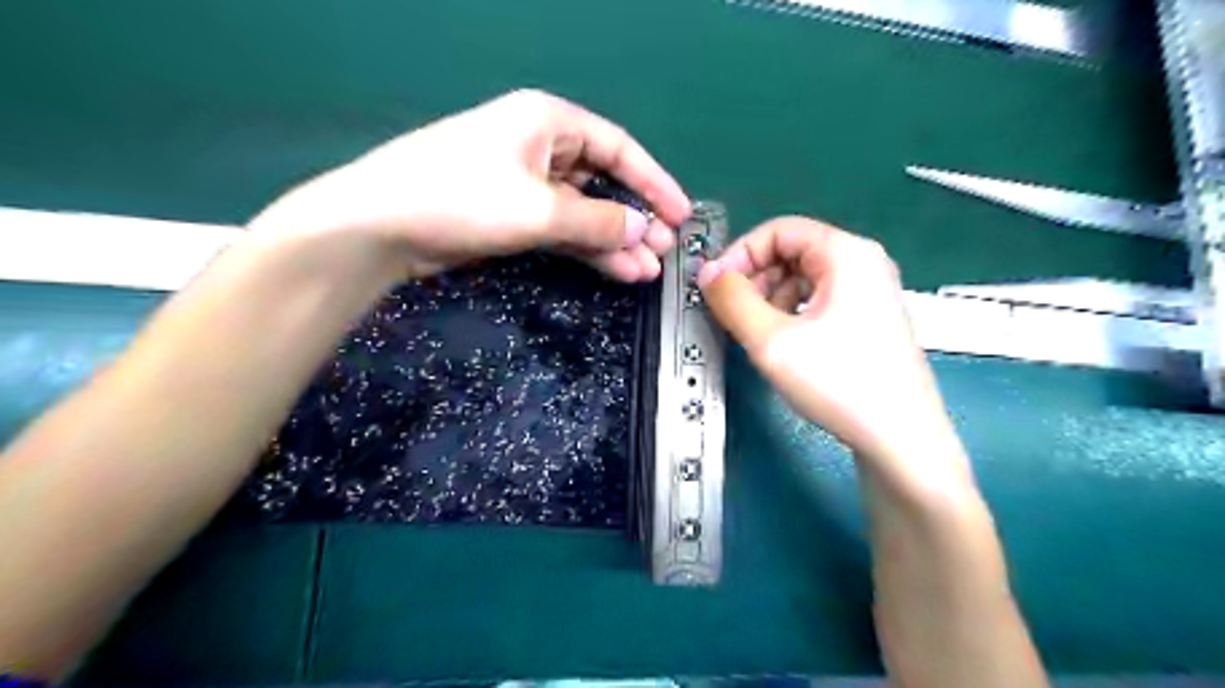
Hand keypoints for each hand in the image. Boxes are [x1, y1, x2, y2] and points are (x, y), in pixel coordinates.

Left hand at [249, 87, 686, 280]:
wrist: (382, 227)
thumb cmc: (462, 197)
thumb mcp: (539, 208)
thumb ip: (597, 220)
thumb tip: (643, 230)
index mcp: (550, 122)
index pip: (619, 149)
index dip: (655, 182)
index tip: (681, 215)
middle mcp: (542, 147)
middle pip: (604, 181)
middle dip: (635, 218)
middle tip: (664, 252)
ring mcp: (527, 183)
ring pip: (584, 211)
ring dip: (614, 240)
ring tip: (645, 270)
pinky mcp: (513, 214)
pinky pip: (563, 228)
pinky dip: (587, 248)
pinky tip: (614, 269)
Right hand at [699, 217, 965, 479]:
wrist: (900, 440)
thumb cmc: (839, 383)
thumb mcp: (771, 340)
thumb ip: (732, 300)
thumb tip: (707, 274)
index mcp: (846, 253)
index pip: (778, 230)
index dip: (740, 254)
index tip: (715, 287)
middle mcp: (862, 263)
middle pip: (791, 252)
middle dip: (754, 278)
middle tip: (731, 313)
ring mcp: (869, 292)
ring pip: (802, 278)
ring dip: (769, 298)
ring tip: (755, 333)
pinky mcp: (868, 319)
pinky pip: (817, 300)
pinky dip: (790, 314)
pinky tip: (782, 343)